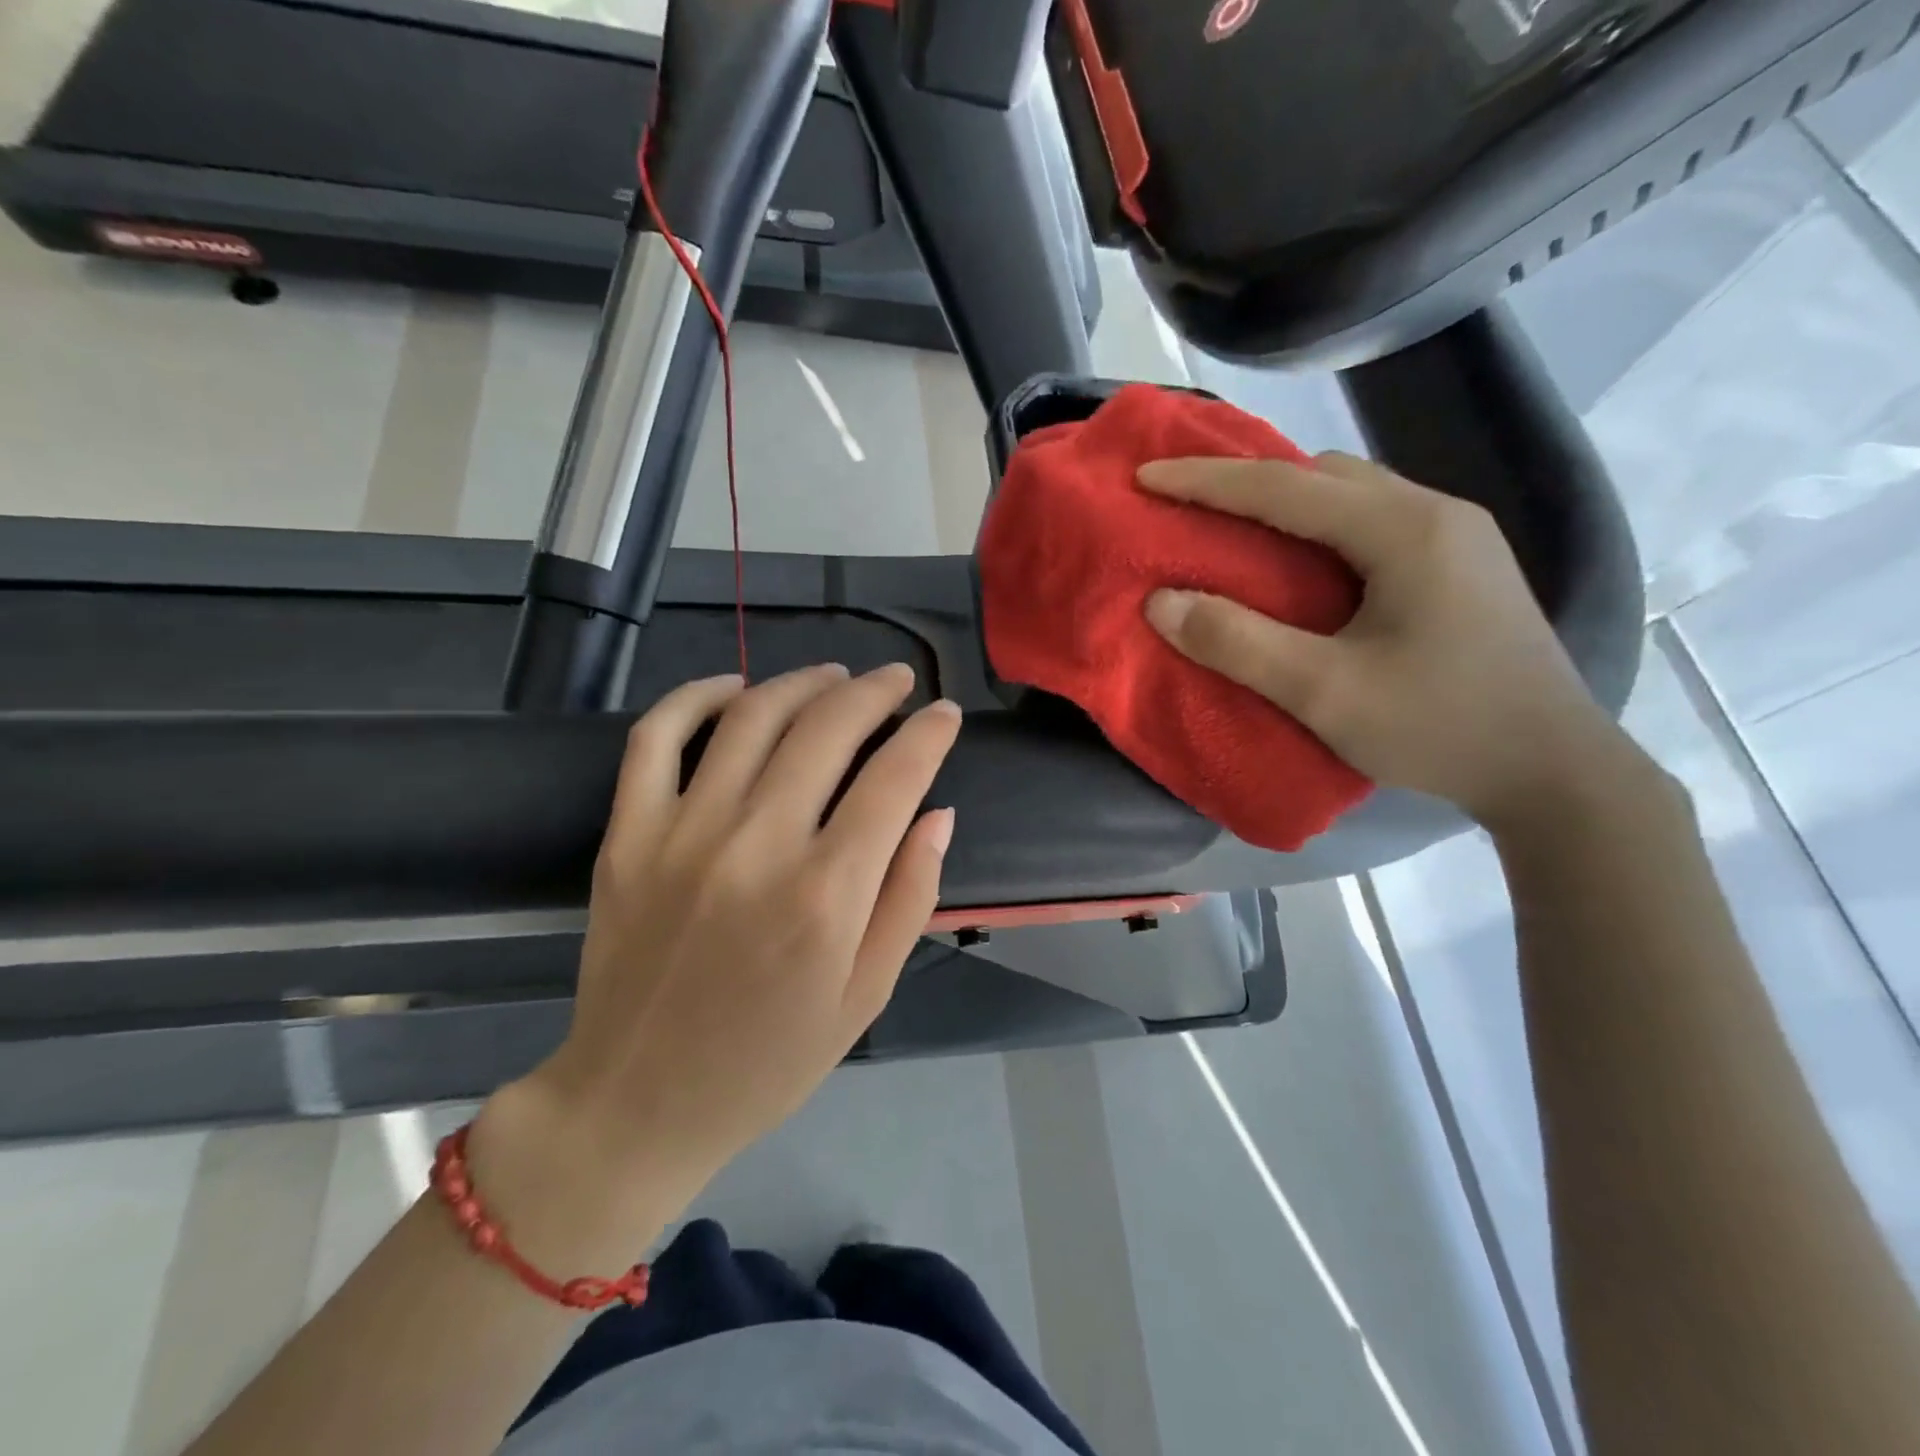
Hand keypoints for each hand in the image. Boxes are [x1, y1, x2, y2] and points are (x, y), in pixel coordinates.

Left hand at [469, 664, 959, 1272]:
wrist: (637, 1103)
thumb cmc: (768, 1060)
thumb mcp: (865, 997)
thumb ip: (910, 897)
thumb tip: (937, 812)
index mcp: (826, 894)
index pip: (895, 779)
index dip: (930, 734)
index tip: (946, 713)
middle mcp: (757, 845)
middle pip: (827, 729)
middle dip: (874, 692)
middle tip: (897, 680)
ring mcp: (682, 832)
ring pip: (751, 716)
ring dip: (802, 682)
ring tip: (834, 676)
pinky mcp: (627, 834)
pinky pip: (656, 737)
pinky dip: (694, 696)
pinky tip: (733, 687)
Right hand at [1139, 452, 1633, 829]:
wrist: (1553, 771)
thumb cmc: (1439, 728)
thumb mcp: (1324, 693)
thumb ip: (1238, 644)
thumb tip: (1161, 602)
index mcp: (1405, 530)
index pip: (1285, 488)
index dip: (1206, 482)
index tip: (1145, 477)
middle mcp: (1435, 513)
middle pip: (1322, 475)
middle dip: (1245, 481)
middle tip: (1185, 501)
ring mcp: (1456, 536)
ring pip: (1350, 493)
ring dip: (1285, 501)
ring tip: (1233, 526)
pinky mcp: (1460, 564)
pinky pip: (1370, 520)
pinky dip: (1317, 525)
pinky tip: (1300, 560)